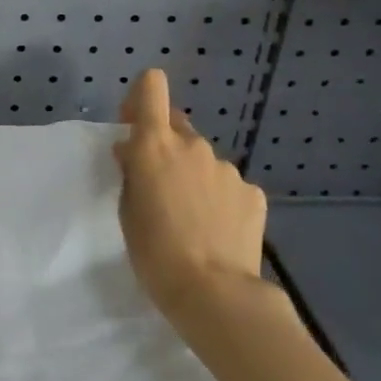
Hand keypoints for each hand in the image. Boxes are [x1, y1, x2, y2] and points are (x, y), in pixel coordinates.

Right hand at [114, 69, 266, 321]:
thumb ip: (131, 171)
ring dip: (194, 176)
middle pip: (176, 125)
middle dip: (166, 145)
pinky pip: (229, 186)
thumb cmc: (155, 251)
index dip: (142, 97)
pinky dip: (221, 200)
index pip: (152, 86)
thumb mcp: (127, 209)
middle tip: (161, 185)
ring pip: (203, 160)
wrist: (215, 293)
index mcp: (156, 144)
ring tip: (192, 218)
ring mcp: (227, 169)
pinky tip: (218, 230)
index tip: (135, 125)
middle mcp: (193, 145)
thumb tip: (133, 150)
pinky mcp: (253, 194)